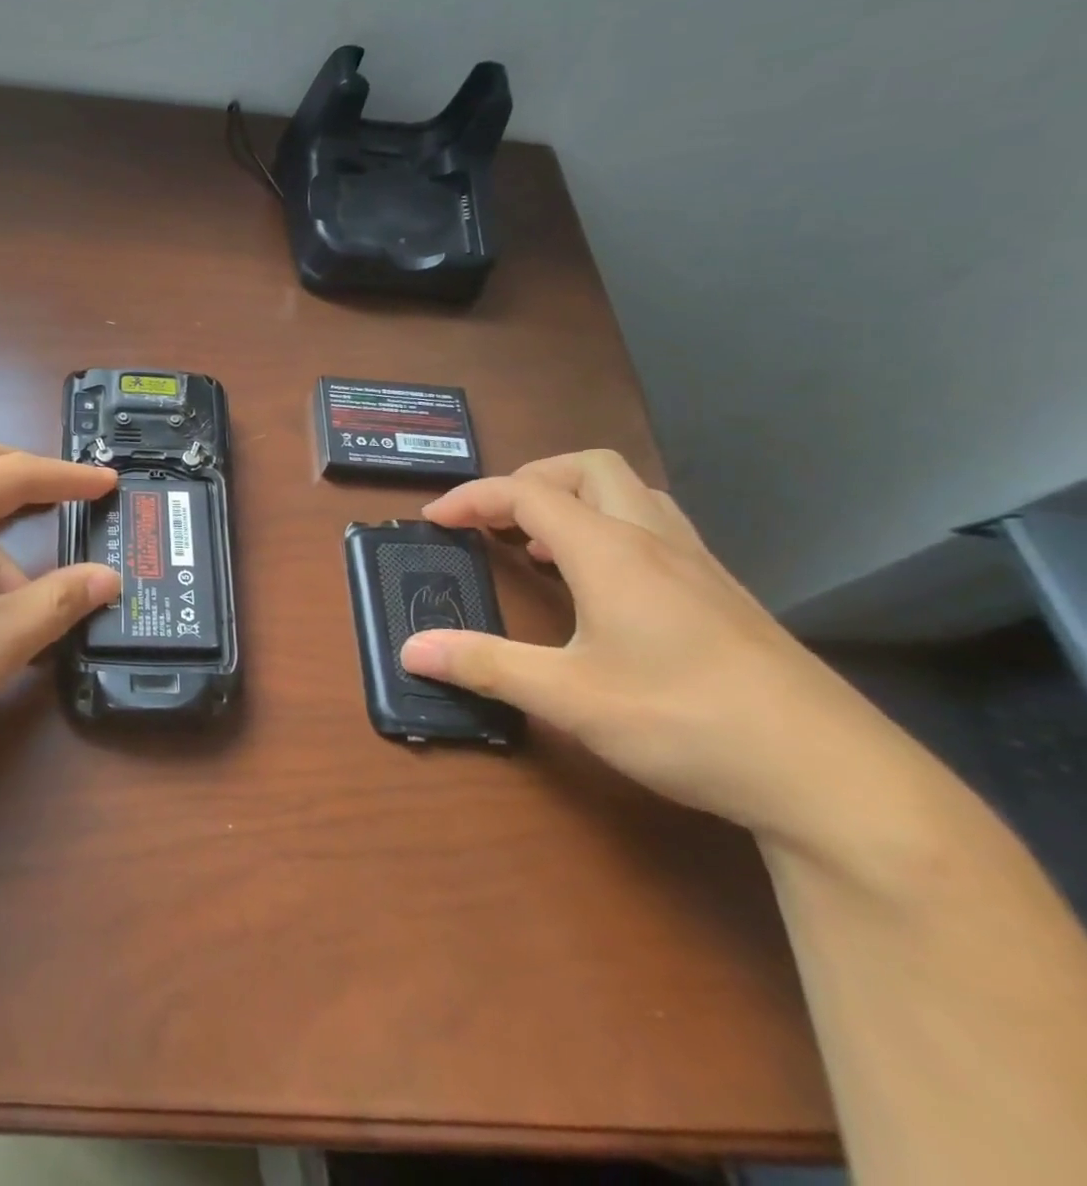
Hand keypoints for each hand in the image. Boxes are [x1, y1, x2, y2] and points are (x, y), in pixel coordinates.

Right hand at [400, 451, 934, 859]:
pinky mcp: (723, 593)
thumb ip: (484, 665)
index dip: (472, 498)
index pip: (526, 493)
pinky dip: (610, 527)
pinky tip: (602, 583)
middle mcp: (654, 541)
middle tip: (492, 520)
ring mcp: (697, 564)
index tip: (434, 521)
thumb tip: (410, 648)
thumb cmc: (687, 722)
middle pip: (587, 468)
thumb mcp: (569, 698)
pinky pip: (655, 526)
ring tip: (539, 544)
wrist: (832, 776)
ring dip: (574, 499)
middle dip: (529, 480)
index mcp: (611, 552)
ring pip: (630, 492)